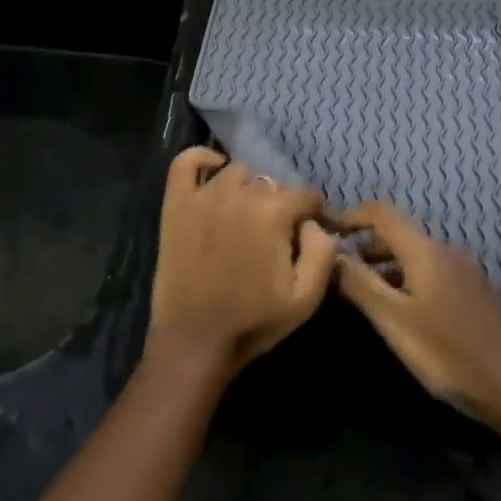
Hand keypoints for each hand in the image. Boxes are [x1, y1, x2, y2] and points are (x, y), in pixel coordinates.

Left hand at [144, 147, 338, 380]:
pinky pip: (186, 162)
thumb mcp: (305, 298)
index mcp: (272, 213)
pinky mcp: (177, 203)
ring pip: (237, 172)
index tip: (309, 234)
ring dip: (247, 189)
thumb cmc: (253, 321)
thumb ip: (323, 252)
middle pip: (271, 185)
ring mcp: (203, 195)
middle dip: (279, 206)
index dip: (313, 214)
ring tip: (245, 217)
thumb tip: (319, 225)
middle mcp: (239, 194)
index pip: (305, 196)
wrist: (194, 340)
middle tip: (274, 236)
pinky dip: (203, 159)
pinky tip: (214, 171)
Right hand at [334, 201, 500, 423]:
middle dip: (365, 247)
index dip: (352, 216)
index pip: (382, 213)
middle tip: (338, 272)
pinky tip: (401, 310)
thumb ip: (359, 283)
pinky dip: (407, 279)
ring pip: (416, 256)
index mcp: (425, 250)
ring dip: (386, 267)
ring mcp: (465, 271)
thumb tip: (331, 253)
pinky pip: (432, 272)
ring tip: (363, 295)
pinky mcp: (475, 292)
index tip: (327, 232)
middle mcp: (446, 250)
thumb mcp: (393, 319)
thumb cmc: (445, 351)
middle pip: (399, 235)